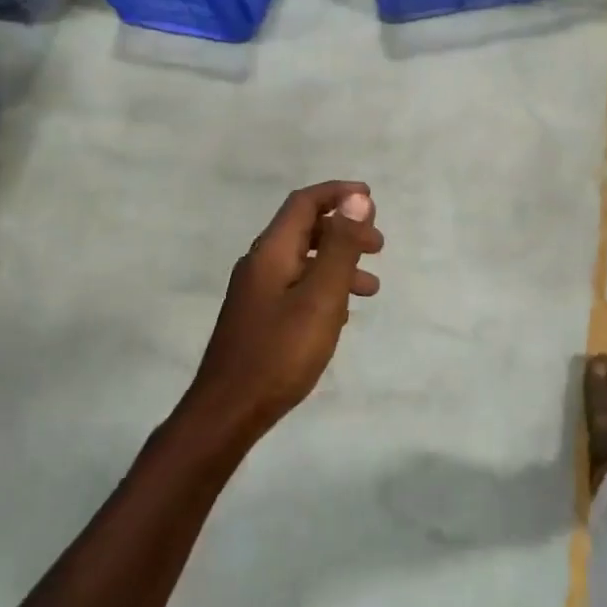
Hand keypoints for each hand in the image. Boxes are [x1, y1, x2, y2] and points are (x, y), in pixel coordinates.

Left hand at [183, 182, 383, 442]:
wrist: (227, 412)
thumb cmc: (280, 352)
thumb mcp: (321, 296)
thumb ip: (340, 246)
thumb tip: (357, 198)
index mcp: (271, 251)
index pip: (304, 203)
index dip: (338, 194)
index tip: (370, 198)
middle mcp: (259, 264)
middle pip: (304, 230)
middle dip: (344, 231)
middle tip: (379, 247)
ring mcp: (256, 292)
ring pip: (303, 262)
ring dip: (338, 264)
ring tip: (372, 287)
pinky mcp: (258, 317)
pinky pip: (297, 287)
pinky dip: (324, 288)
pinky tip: (341, 314)